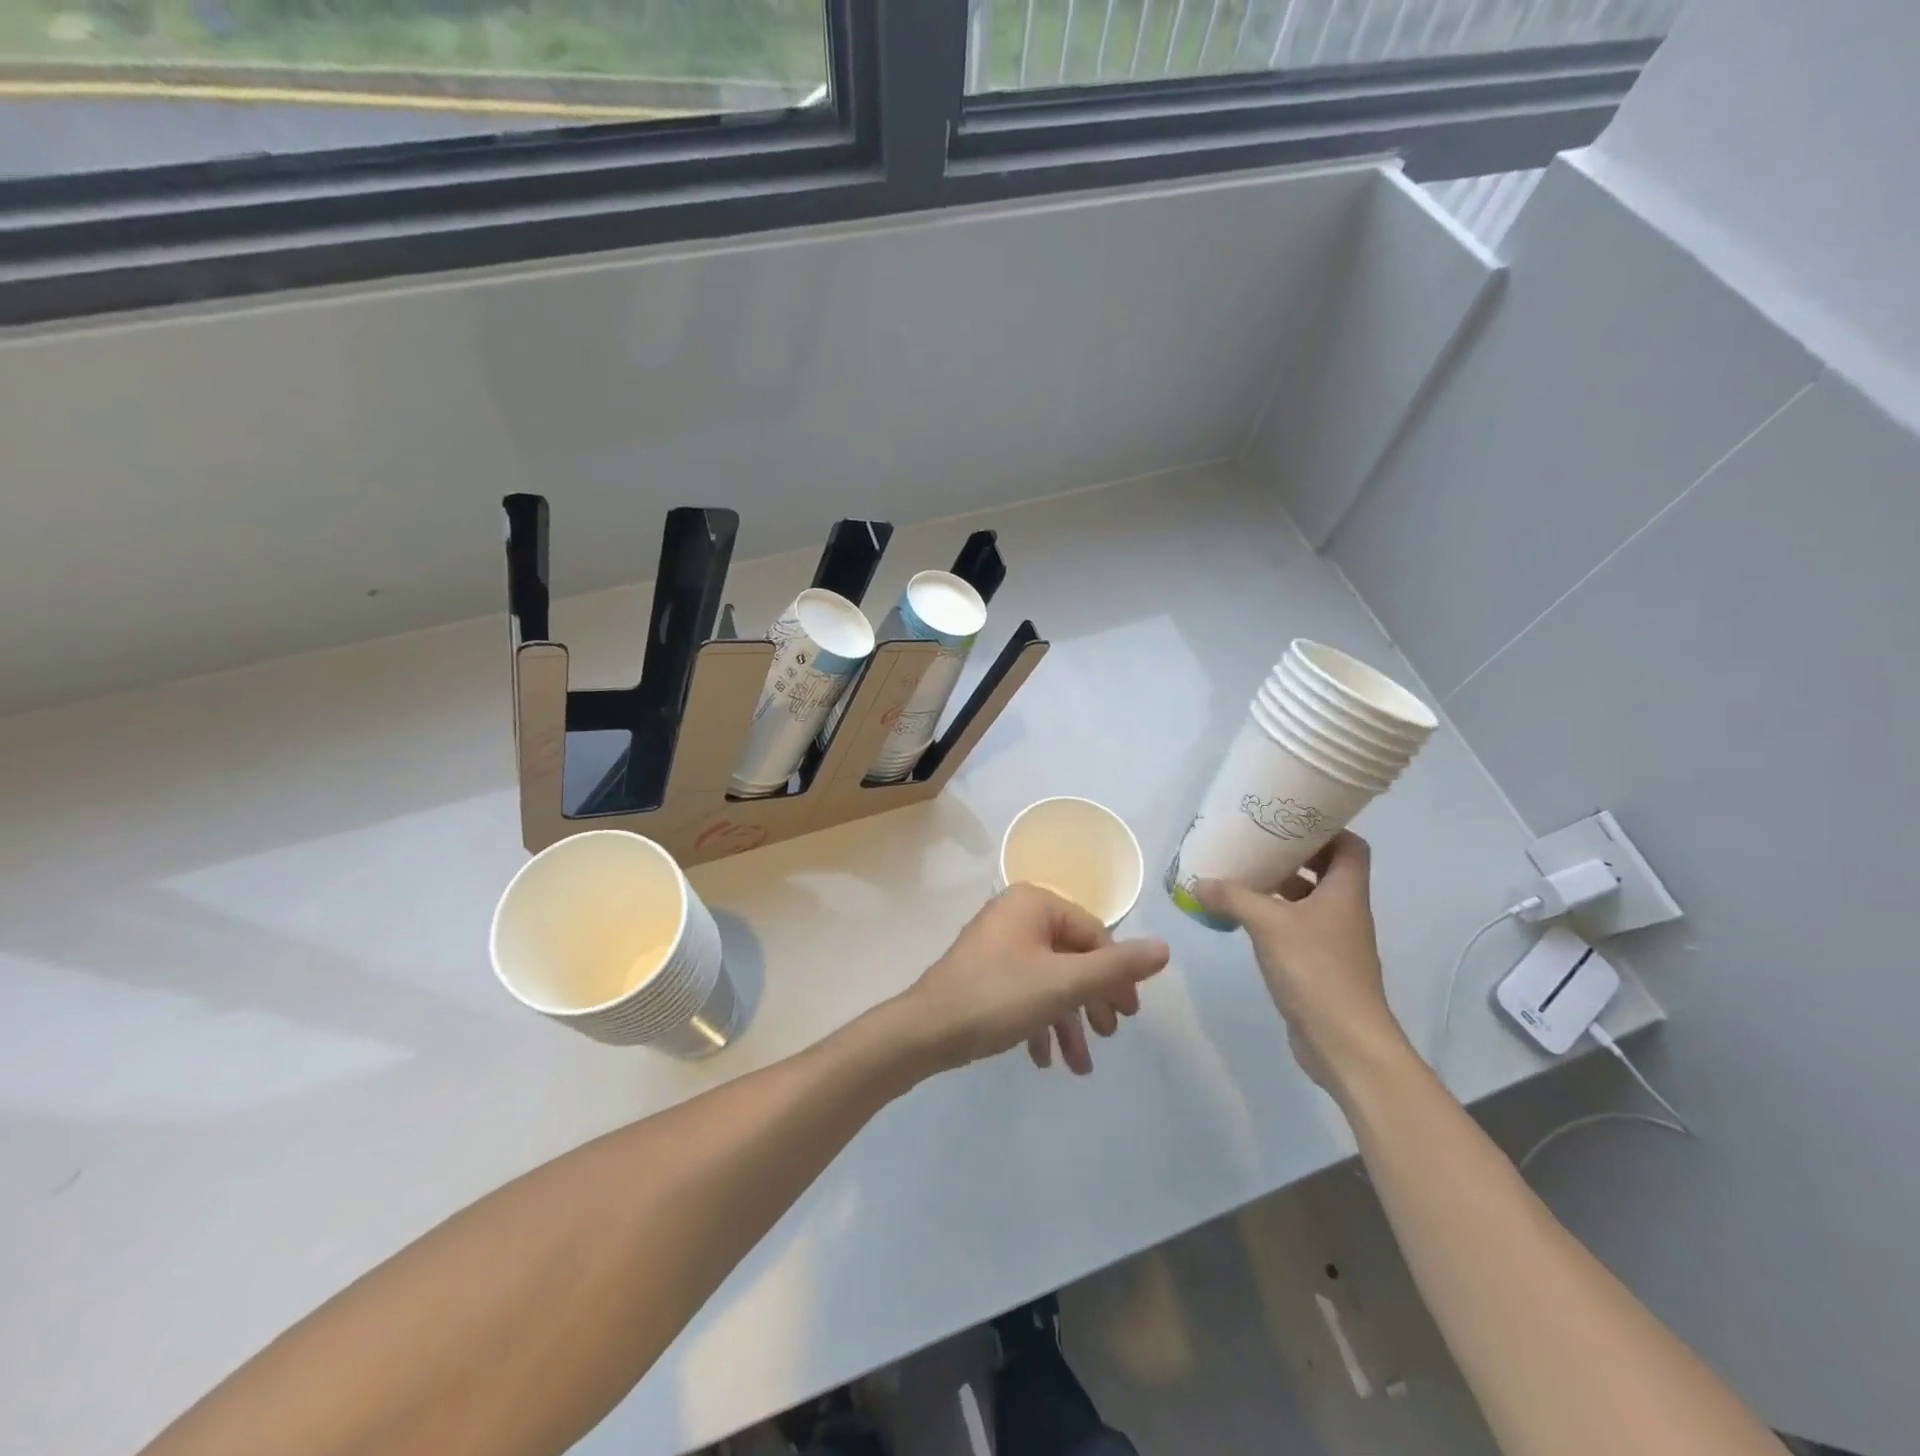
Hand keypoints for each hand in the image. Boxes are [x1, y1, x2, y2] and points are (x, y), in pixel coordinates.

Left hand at [900, 885, 1169, 1076]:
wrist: (926, 1030)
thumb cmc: (999, 997)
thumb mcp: (1064, 984)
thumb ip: (1116, 968)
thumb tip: (1165, 948)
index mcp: (1035, 903)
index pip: (1093, 934)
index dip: (1117, 976)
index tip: (1129, 1017)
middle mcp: (1016, 914)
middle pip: (1072, 957)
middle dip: (1092, 1002)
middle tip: (1110, 1037)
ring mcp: (998, 944)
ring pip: (1049, 980)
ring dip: (1068, 1022)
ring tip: (1080, 1067)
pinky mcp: (984, 972)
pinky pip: (1025, 991)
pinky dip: (1040, 1022)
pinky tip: (1046, 1059)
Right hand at [1193, 832, 1408, 1089]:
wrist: (1344, 1042)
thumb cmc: (1315, 970)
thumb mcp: (1268, 924)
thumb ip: (1233, 897)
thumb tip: (1200, 882)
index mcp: (1346, 892)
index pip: (1350, 846)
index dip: (1325, 830)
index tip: (1289, 820)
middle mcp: (1345, 911)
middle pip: (1326, 870)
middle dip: (1293, 856)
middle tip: (1256, 845)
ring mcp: (1334, 941)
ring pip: (1309, 901)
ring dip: (1280, 887)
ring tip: (1243, 877)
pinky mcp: (1320, 966)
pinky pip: (1297, 928)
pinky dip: (1274, 918)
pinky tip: (1244, 918)